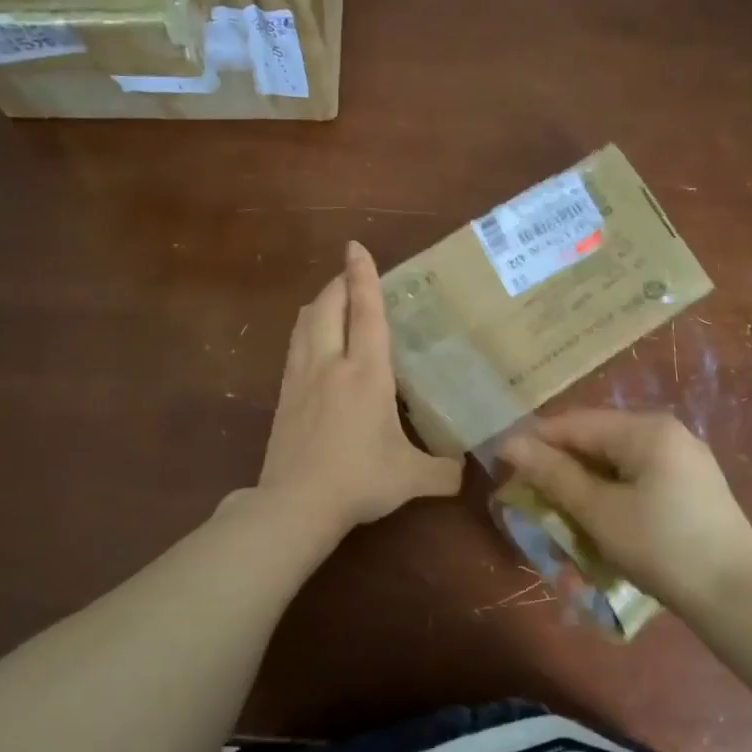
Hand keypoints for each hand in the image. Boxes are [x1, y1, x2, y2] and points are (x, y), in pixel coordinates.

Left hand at [257, 241, 463, 534]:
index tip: (356, 246)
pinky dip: (307, 330)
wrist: (296, 504)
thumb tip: (468, 471)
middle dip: (340, 282)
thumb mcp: (412, 478)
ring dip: (320, 303)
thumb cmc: (359, 480)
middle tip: (354, 276)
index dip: (363, 276)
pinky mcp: (284, 395)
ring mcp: (301, 377)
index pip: (365, 312)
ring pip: (306, 322)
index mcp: (366, 373)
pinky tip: (314, 343)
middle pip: (328, 305)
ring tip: (334, 301)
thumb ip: (445, 472)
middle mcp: (330, 364)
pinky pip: (294, 346)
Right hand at [501, 410, 751, 608]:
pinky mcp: (693, 486)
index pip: (576, 423)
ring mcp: (685, 460)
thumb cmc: (661, 548)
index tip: (502, 463)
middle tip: (529, 493)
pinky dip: (612, 493)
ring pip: (617, 461)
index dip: (536, 441)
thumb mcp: (600, 512)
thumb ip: (554, 475)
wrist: (736, 597)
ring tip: (559, 510)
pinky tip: (599, 518)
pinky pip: (639, 477)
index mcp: (647, 430)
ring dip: (585, 483)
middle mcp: (668, 434)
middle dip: (561, 465)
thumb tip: (510, 444)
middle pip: (598, 439)